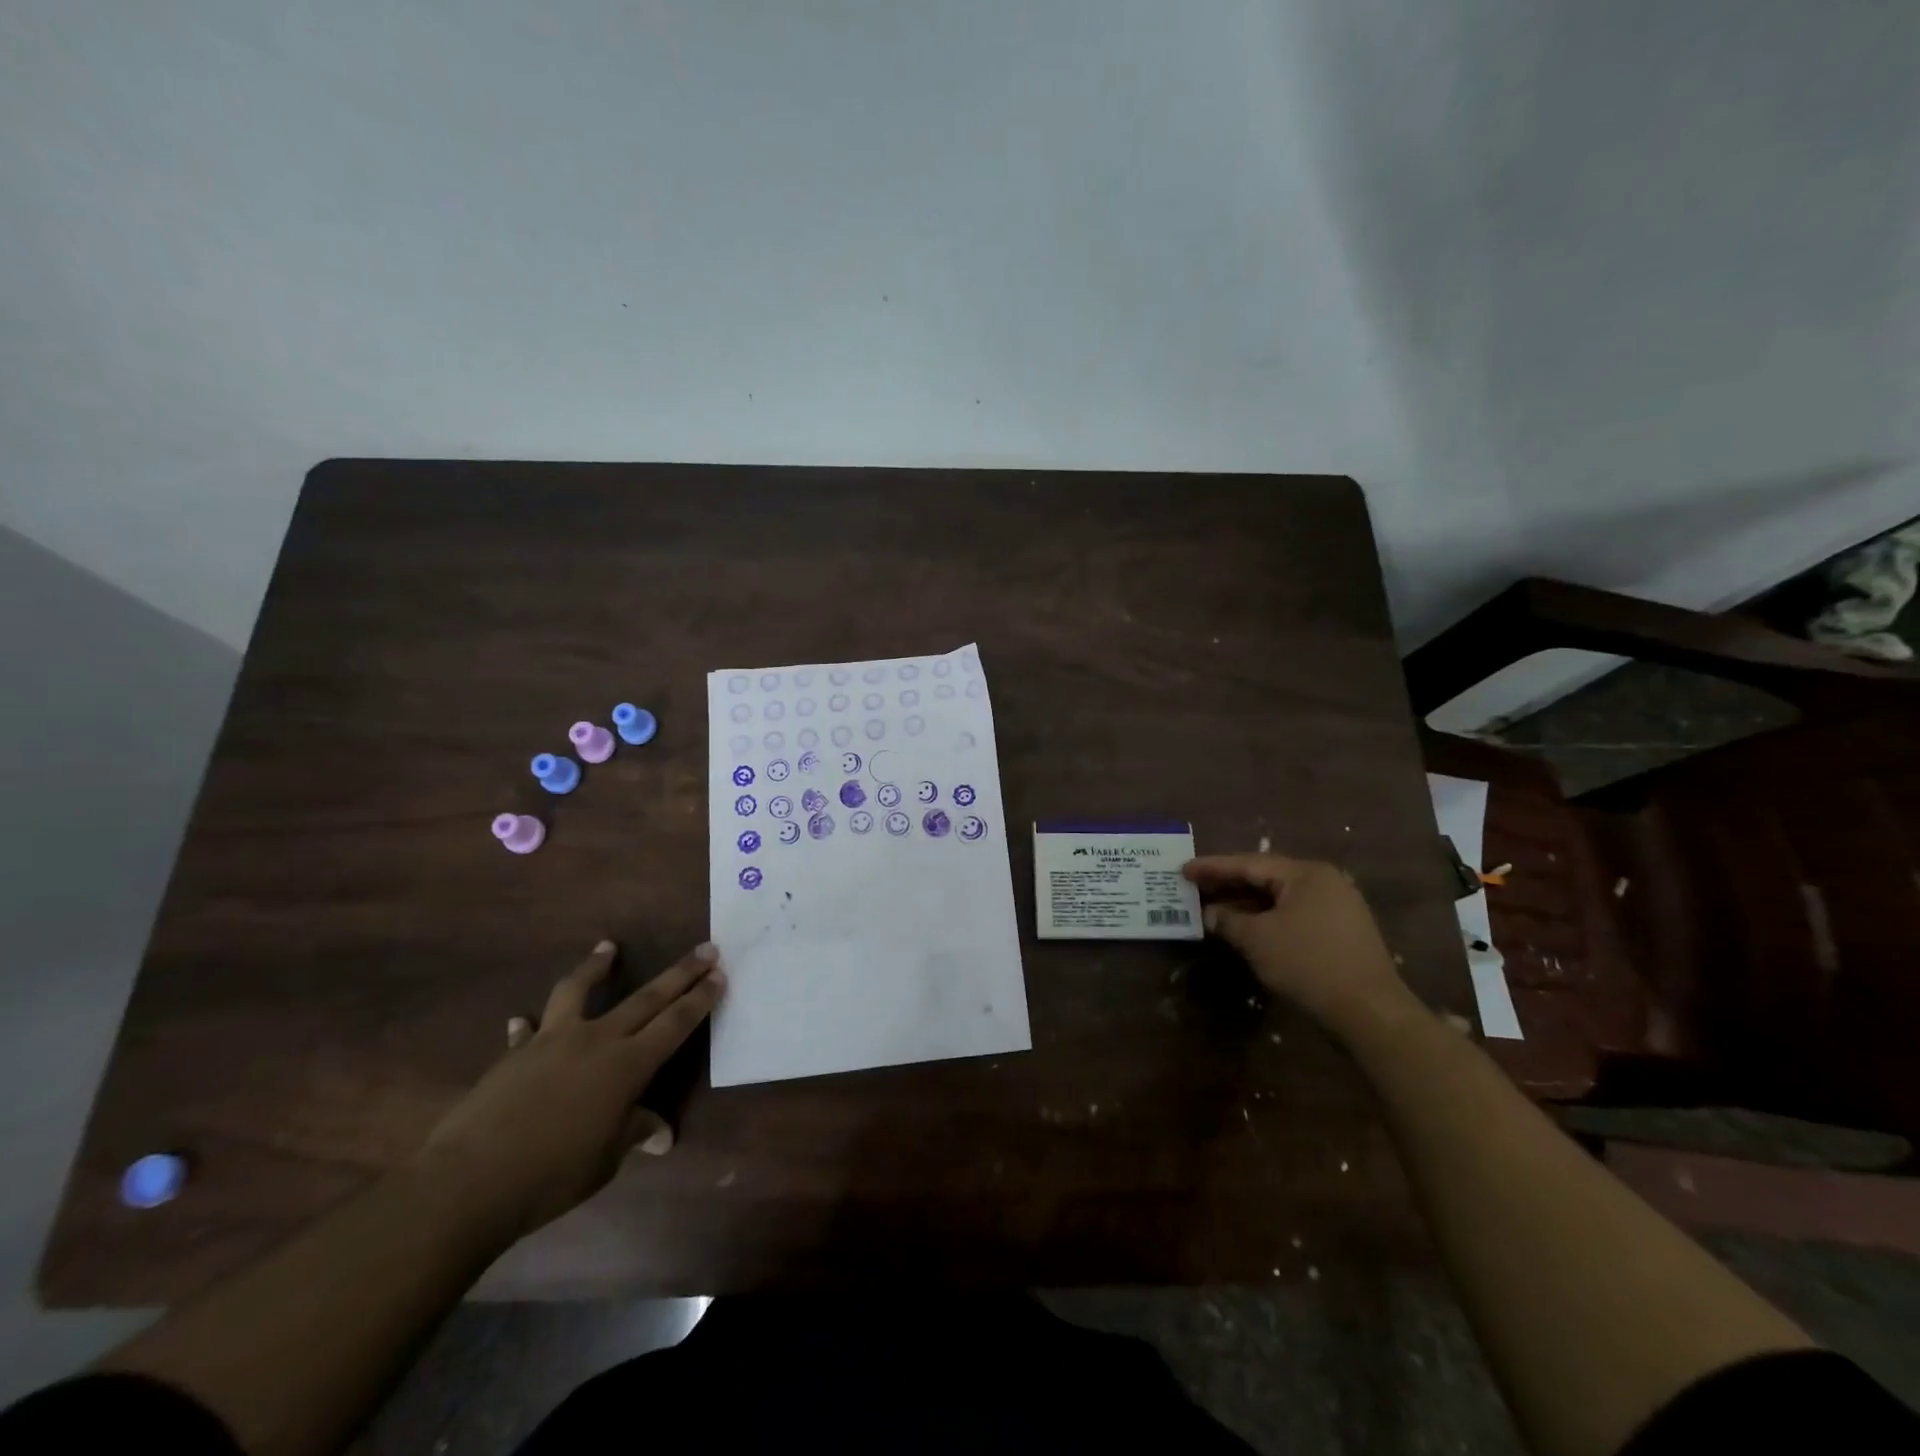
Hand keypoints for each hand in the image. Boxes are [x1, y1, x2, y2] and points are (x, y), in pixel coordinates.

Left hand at [417, 939, 725, 1237]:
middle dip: (680, 973)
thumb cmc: (551, 1175)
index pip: (675, 1023)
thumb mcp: (606, 1160)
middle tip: (706, 948)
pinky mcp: (514, 1055)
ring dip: (596, 967)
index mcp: (627, 1065)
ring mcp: (552, 1041)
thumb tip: (662, 1135)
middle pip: (646, 998)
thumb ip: (634, 1133)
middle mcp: (596, 1040)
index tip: (719, 974)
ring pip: (579, 991)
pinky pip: (527, 1032)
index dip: (700, 998)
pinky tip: (522, 1022)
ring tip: (607, 946)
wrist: (469, 1182)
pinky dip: (528, 1026)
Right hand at [1183, 854, 1414, 1032]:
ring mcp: (1339, 907)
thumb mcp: (1257, 940)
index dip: (1213, 867)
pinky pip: (1295, 914)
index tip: (1184, 868)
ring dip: (1248, 904)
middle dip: (1230, 884)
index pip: (1249, 864)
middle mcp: (1325, 882)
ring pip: (1281, 898)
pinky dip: (1269, 918)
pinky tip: (1249, 928)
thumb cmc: (1308, 963)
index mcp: (1306, 874)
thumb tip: (1210, 913)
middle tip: (1196, 885)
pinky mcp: (1343, 932)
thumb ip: (1228, 920)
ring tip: (1216, 907)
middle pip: (1267, 877)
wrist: (1369, 1012)